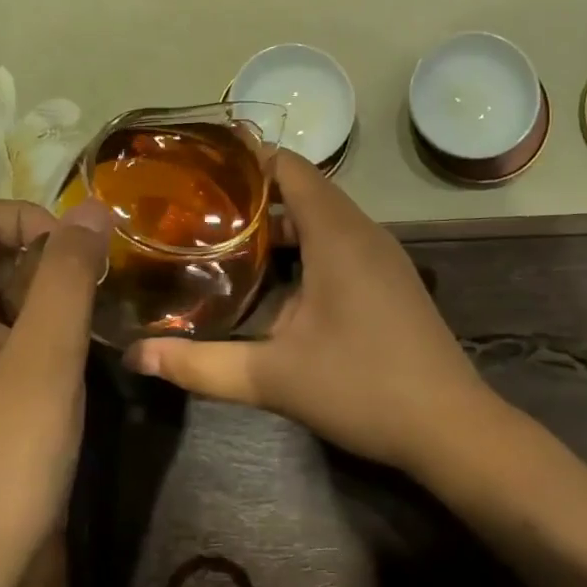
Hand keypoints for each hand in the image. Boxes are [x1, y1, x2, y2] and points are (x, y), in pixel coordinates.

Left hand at [0, 195, 111, 586]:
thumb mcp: (46, 357)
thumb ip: (68, 274)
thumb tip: (90, 208)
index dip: (30, 217)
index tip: (80, 256)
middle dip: (44, 262)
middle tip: (95, 299)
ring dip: (42, 304)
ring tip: (86, 339)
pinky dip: (29, 341)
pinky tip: (60, 381)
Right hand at [125, 150, 495, 474]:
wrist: (450, 427)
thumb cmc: (362, 387)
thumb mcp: (273, 377)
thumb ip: (201, 364)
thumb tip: (136, 354)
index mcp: (337, 234)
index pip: (291, 168)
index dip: (249, 159)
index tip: (202, 166)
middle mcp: (363, 232)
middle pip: (305, 191)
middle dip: (255, 195)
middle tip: (200, 208)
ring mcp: (383, 256)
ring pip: (325, 219)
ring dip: (281, 225)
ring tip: (227, 240)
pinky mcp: (391, 280)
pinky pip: (342, 242)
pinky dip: (306, 246)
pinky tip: (276, 281)